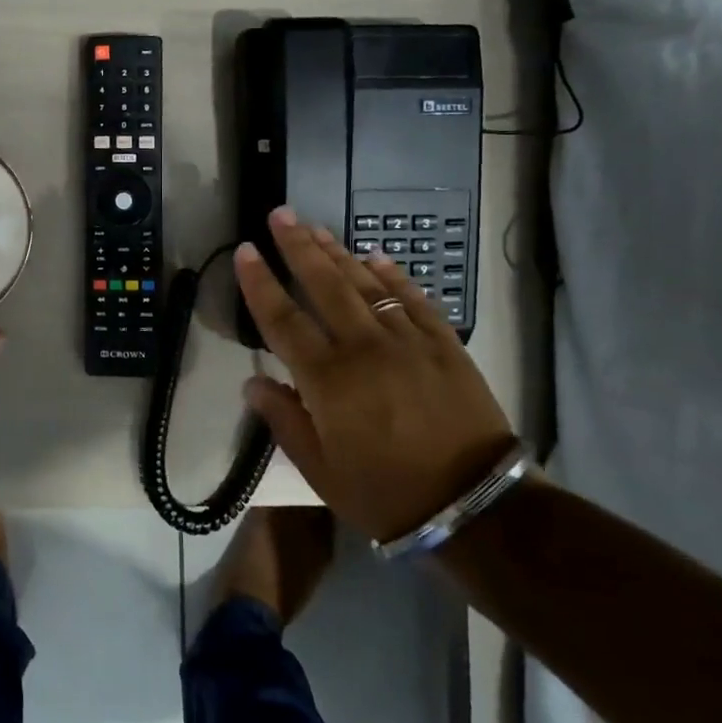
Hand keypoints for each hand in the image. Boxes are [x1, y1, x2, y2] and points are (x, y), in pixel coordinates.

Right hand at [234, 207, 517, 541]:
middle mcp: (363, 348)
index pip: (282, 319)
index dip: (260, 282)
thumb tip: (252, 382)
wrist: (476, 508)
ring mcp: (407, 342)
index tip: (245, 250)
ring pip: (366, 284)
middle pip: (324, 285)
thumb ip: (283, 420)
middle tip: (280, 214)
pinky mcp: (444, 345)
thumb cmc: (386, 493)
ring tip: (316, 227)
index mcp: (328, 379)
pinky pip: (414, 299)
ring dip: (338, 252)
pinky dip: (393, 275)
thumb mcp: (321, 470)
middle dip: (298, 246)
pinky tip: (375, 256)